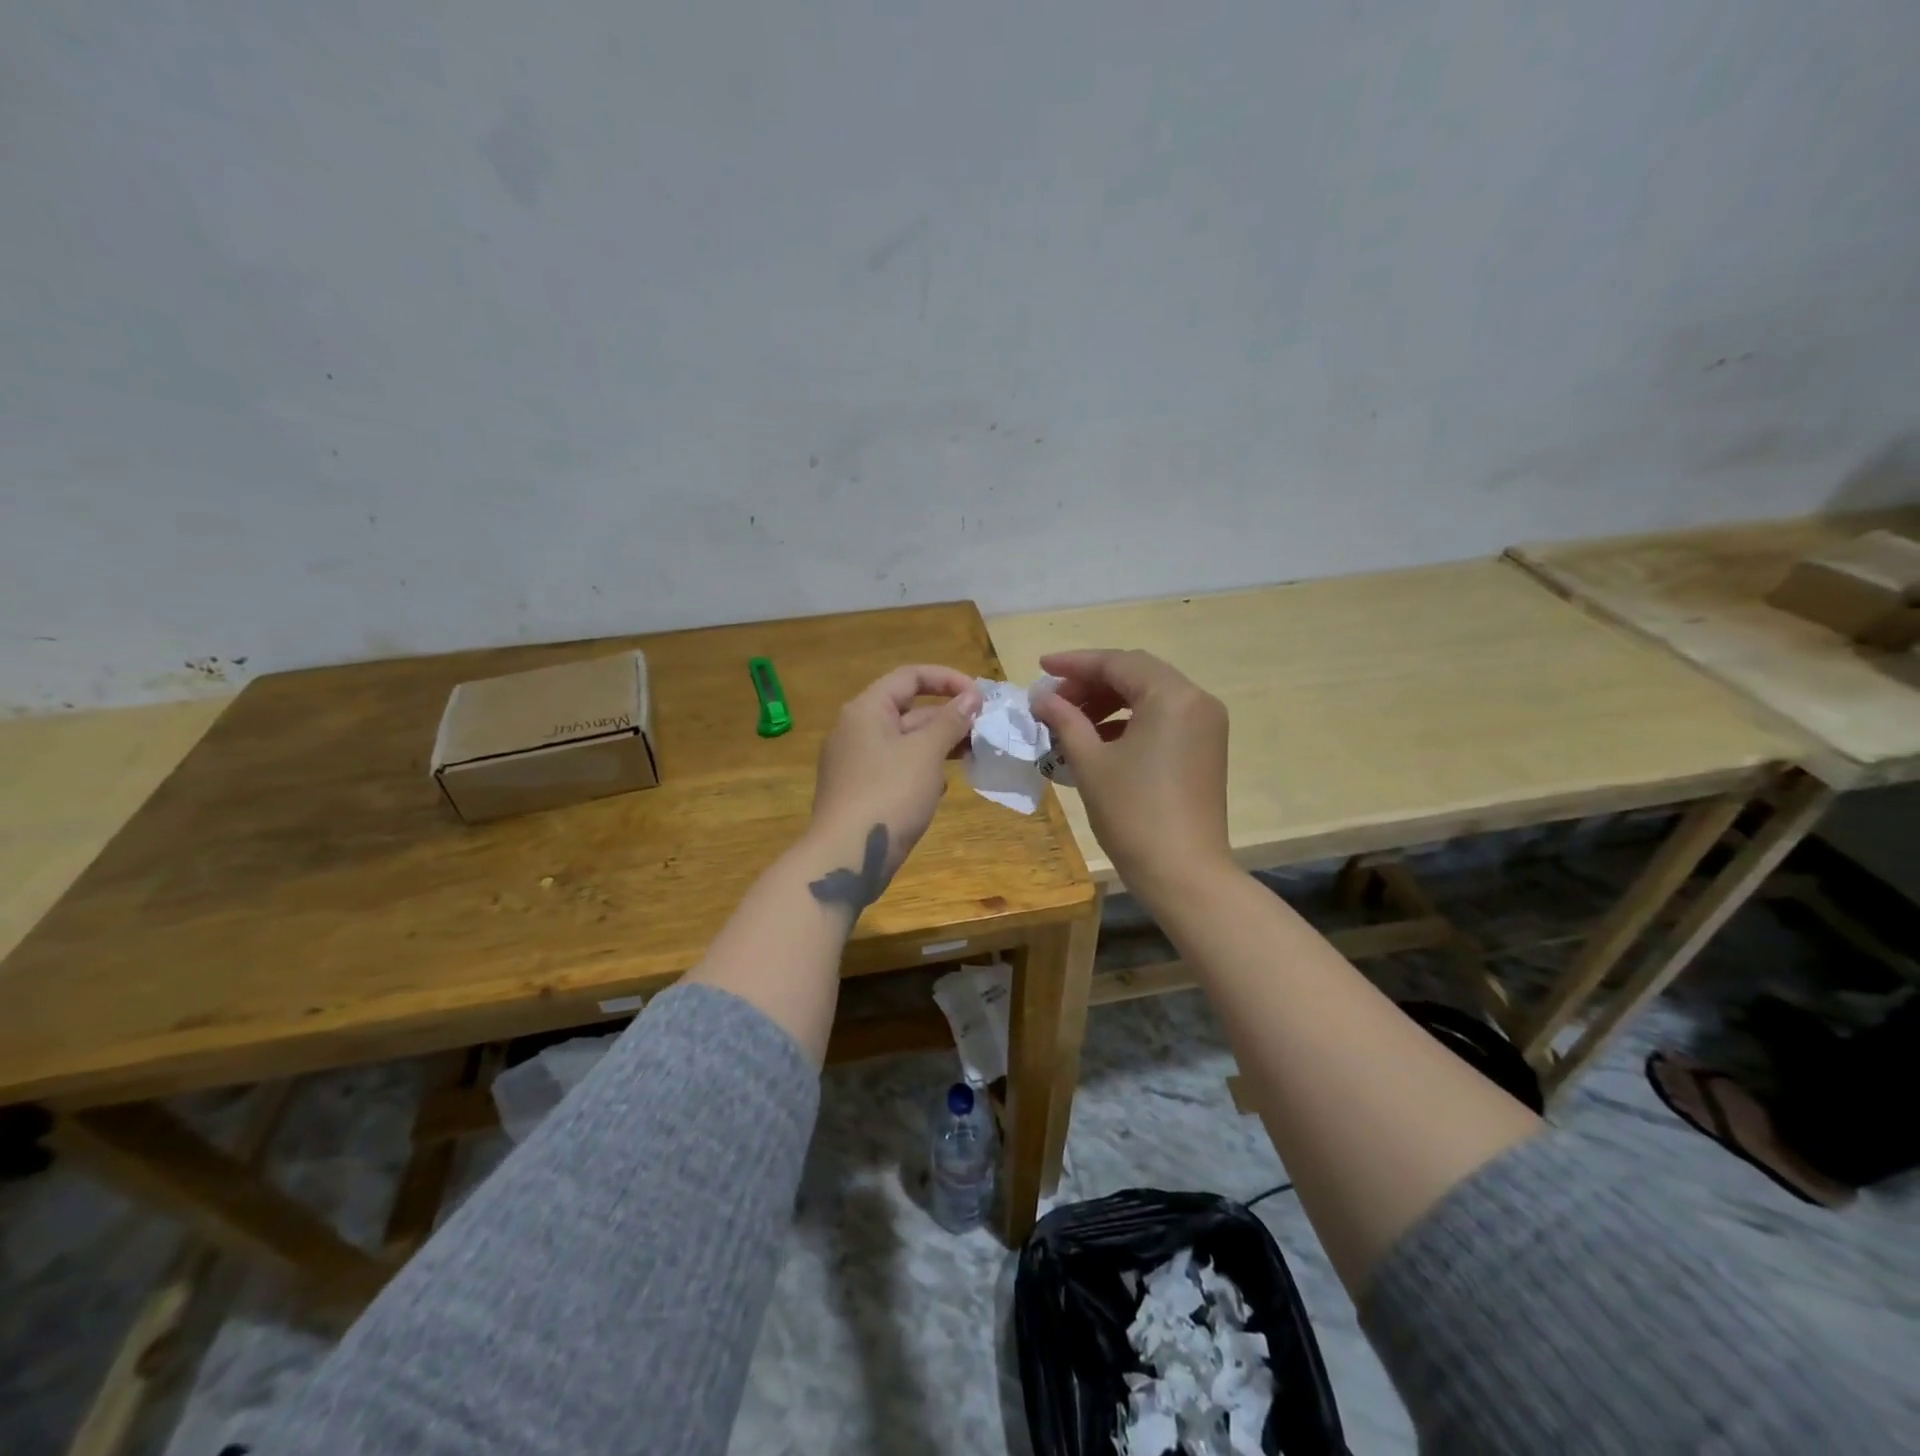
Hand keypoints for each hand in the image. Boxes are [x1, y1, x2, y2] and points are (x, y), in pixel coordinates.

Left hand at [809, 664, 981, 874]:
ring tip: (972, 756)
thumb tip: (971, 697)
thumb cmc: (889, 794)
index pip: (910, 676)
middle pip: (908, 709)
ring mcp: (856, 762)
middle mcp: (856, 729)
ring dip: (939, 745)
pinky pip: (897, 768)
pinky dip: (922, 770)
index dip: (948, 679)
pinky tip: (941, 788)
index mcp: (866, 709)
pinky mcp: (861, 791)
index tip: (981, 697)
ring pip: (905, 742)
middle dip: (948, 717)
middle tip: (984, 731)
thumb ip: (950, 721)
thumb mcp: (926, 752)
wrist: (846, 857)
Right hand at [1032, 649, 1230, 897]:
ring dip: (1109, 701)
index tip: (1040, 668)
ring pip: (1150, 695)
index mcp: (1172, 696)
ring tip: (1071, 720)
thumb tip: (1041, 697)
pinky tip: (1099, 739)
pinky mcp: (1206, 747)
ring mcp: (1206, 725)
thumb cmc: (1133, 814)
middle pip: (1136, 673)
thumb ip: (1065, 720)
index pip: (1117, 663)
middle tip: (1055, 699)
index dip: (1075, 663)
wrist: (1183, 872)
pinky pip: (1164, 718)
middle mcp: (1196, 700)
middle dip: (1092, 682)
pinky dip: (1130, 720)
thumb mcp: (1090, 762)